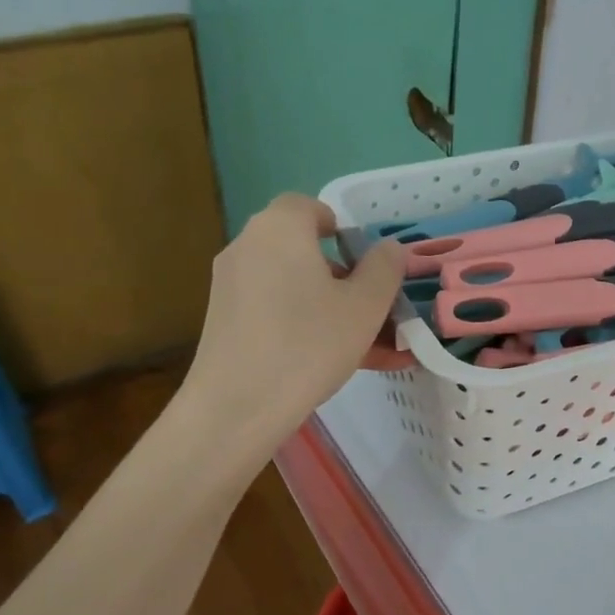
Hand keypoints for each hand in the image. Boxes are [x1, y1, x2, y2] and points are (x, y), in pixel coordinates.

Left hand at [184, 195, 406, 441]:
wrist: (236, 407)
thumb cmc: (308, 343)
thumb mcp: (364, 306)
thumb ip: (384, 269)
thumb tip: (388, 249)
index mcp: (280, 229)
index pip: (308, 206)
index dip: (339, 227)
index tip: (365, 259)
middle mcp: (249, 248)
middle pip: (304, 251)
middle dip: (347, 278)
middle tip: (379, 309)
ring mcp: (232, 287)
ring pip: (296, 288)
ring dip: (334, 310)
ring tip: (377, 349)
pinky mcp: (225, 323)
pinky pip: (278, 314)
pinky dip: (308, 327)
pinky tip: (345, 364)